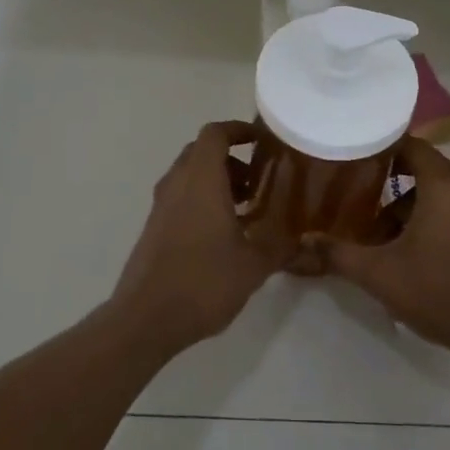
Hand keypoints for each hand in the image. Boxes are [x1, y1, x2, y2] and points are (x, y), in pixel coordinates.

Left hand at [110, 121, 295, 355]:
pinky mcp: (154, 227)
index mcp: (201, 179)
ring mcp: (161, 205)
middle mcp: (177, 183)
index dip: (238, 129)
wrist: (145, 320)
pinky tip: (223, 234)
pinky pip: (181, 197)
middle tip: (258, 181)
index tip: (261, 141)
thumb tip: (304, 238)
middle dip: (231, 159)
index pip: (215, 134)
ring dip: (217, 181)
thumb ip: (281, 245)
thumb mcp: (254, 265)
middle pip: (201, 152)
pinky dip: (202, 200)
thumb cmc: (203, 281)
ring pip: (190, 175)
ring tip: (246, 210)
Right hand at [320, 137, 449, 365]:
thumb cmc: (439, 292)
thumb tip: (302, 242)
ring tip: (367, 227)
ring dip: (399, 205)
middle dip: (382, 178)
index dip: (377, 145)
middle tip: (348, 187)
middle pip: (417, 166)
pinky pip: (444, 208)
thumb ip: (339, 254)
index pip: (408, 144)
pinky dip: (419, 217)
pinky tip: (396, 246)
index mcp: (444, 185)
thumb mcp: (380, 274)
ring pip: (429, 192)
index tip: (347, 153)